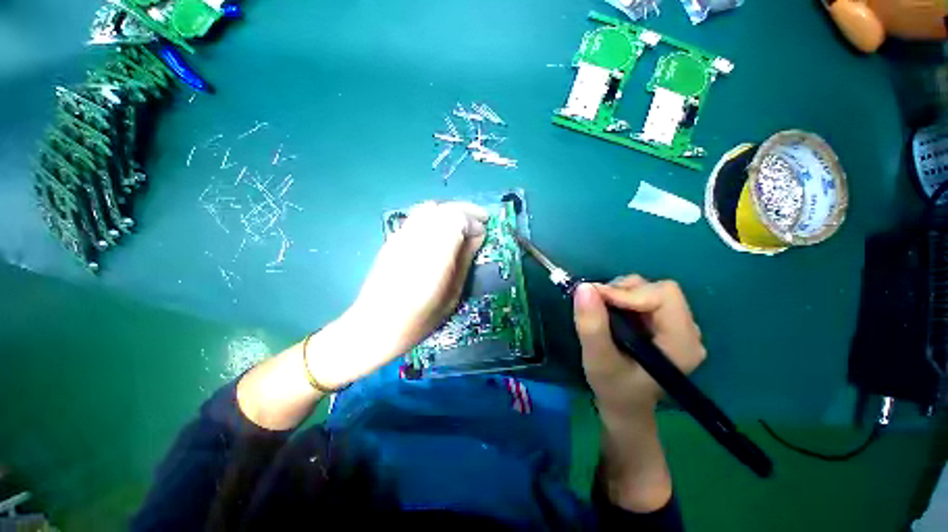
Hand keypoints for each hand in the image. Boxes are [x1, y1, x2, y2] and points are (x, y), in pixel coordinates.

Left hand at [307, 202, 486, 388]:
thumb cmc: (419, 319)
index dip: (474, 221)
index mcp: (434, 255)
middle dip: (465, 210)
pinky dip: (435, 217)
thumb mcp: (452, 295)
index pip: (456, 218)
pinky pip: (417, 217)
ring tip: (462, 224)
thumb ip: (465, 260)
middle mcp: (416, 239)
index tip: (484, 231)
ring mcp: (401, 236)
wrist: (374, 325)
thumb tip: (477, 235)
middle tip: (478, 221)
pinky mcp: (392, 239)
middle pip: (443, 207)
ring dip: (450, 211)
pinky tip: (441, 231)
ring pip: (429, 208)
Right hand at [573, 276, 705, 418]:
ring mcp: (678, 327)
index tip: (594, 297)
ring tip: (602, 309)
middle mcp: (688, 332)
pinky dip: (623, 298)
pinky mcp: (665, 324)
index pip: (663, 296)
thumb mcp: (598, 359)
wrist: (624, 405)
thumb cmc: (613, 388)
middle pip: (659, 290)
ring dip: (621, 293)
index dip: (627, 292)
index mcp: (682, 343)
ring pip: (650, 290)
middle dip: (623, 291)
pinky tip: (611, 313)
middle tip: (596, 302)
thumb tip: (584, 288)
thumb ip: (592, 326)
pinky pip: (645, 297)